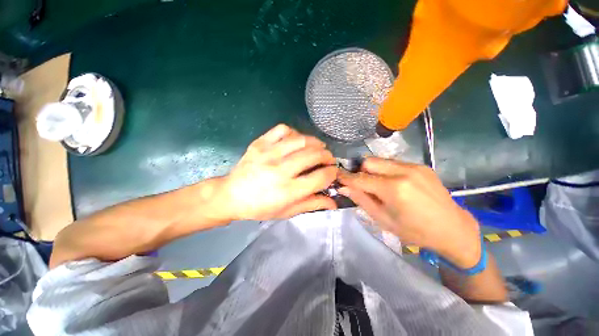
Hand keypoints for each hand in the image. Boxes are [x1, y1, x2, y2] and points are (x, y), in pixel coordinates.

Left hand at [219, 124, 337, 220]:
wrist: (231, 195)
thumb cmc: (260, 207)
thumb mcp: (287, 212)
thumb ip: (311, 205)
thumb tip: (334, 202)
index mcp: (287, 191)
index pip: (320, 177)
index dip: (332, 173)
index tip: (333, 172)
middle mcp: (279, 170)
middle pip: (313, 155)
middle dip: (327, 156)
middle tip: (328, 159)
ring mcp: (268, 153)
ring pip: (301, 140)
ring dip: (315, 142)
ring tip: (318, 148)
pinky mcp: (260, 143)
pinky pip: (283, 130)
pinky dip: (295, 133)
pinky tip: (296, 141)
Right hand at [338, 158, 481, 267]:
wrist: (453, 229)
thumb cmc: (415, 231)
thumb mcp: (383, 219)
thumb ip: (361, 200)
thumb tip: (343, 188)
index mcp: (394, 189)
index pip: (360, 178)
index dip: (346, 177)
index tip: (337, 176)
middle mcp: (403, 171)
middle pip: (369, 162)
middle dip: (360, 171)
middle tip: (361, 185)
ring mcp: (414, 166)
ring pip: (380, 160)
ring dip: (373, 170)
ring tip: (378, 185)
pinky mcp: (421, 165)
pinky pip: (394, 163)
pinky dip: (386, 170)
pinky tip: (392, 183)